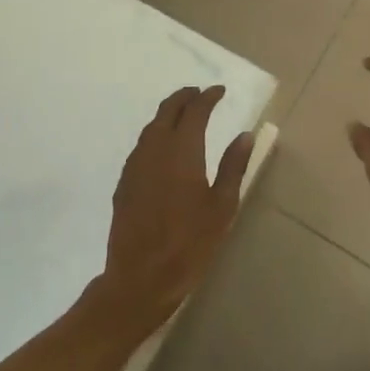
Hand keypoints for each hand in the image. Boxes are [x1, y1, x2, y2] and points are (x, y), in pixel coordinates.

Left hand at [101, 85, 252, 326]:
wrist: (139, 279)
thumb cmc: (189, 244)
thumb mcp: (222, 207)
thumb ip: (233, 167)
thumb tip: (245, 135)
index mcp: (182, 151)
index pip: (195, 111)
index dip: (208, 97)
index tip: (219, 91)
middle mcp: (155, 149)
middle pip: (168, 111)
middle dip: (184, 97)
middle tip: (200, 94)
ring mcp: (135, 166)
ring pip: (151, 126)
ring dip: (168, 114)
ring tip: (184, 114)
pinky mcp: (124, 182)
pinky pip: (141, 145)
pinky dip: (155, 134)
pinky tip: (163, 146)